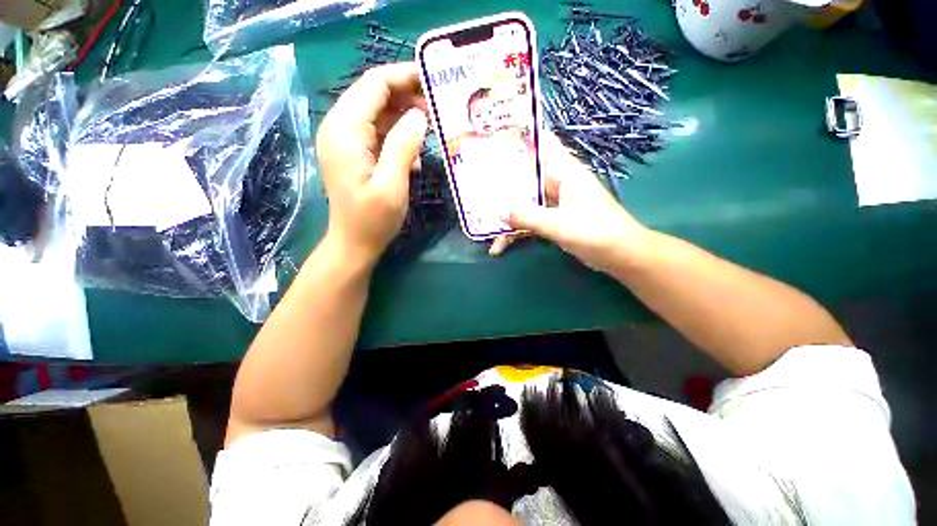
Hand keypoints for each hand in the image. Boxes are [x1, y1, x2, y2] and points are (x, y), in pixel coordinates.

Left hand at [316, 62, 427, 264]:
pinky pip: (377, 132)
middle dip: (407, 95)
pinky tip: (414, 154)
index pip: (374, 85)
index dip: (403, 77)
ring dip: (404, 116)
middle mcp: (339, 127)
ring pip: (377, 113)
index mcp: (345, 130)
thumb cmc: (373, 219)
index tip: (433, 80)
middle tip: (438, 105)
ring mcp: (344, 140)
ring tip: (432, 127)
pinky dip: (397, 135)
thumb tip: (419, 115)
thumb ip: (403, 146)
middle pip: (374, 95)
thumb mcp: (392, 184)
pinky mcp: (353, 152)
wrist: (354, 243)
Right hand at [493, 131, 649, 274]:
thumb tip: (500, 212)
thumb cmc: (596, 232)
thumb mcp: (559, 224)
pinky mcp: (553, 219)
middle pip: (525, 176)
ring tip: (482, 224)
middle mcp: (557, 182)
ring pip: (524, 202)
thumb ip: (529, 217)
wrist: (619, 255)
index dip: (520, 137)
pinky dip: (515, 232)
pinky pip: (529, 220)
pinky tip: (500, 245)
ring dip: (506, 214)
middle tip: (475, 184)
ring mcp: (554, 202)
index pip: (542, 143)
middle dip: (501, 182)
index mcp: (564, 172)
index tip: (493, 139)